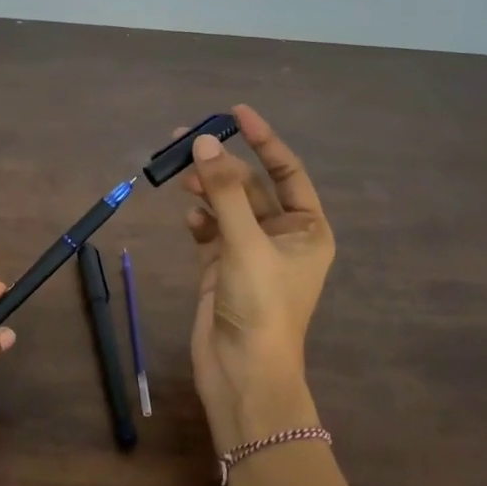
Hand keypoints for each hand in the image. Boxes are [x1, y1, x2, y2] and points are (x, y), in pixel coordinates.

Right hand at [179, 105, 334, 451]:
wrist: (243, 373)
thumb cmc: (260, 306)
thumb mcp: (246, 244)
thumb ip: (225, 192)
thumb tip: (204, 144)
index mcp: (308, 228)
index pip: (287, 171)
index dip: (264, 139)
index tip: (235, 113)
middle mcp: (282, 236)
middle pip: (251, 186)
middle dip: (222, 164)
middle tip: (185, 140)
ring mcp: (250, 253)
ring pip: (227, 207)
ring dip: (206, 189)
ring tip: (179, 173)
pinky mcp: (222, 268)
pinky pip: (210, 231)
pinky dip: (199, 219)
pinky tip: (188, 215)